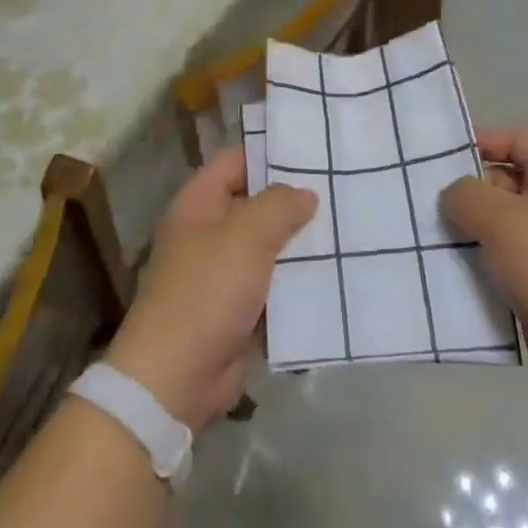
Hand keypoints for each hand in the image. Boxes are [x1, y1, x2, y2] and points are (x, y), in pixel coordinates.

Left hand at [103, 147, 315, 432]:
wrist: (176, 377)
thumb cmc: (206, 291)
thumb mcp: (245, 235)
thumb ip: (279, 205)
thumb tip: (304, 194)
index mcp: (199, 203)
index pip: (236, 160)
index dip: (271, 152)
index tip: (315, 150)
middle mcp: (210, 230)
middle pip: (257, 202)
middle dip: (296, 199)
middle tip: (343, 187)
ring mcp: (224, 270)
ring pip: (270, 245)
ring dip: (302, 242)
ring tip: (350, 226)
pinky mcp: (240, 307)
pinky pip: (275, 283)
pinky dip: (299, 280)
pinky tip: (337, 272)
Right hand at [441, 129, 527, 418]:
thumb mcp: (502, 220)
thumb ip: (466, 195)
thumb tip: (454, 196)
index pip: (516, 139)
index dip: (480, 140)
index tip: (438, 158)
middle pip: (503, 183)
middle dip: (465, 192)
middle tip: (421, 205)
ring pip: (499, 229)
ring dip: (466, 235)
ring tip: (425, 241)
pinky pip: (502, 267)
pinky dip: (478, 269)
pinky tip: (446, 278)